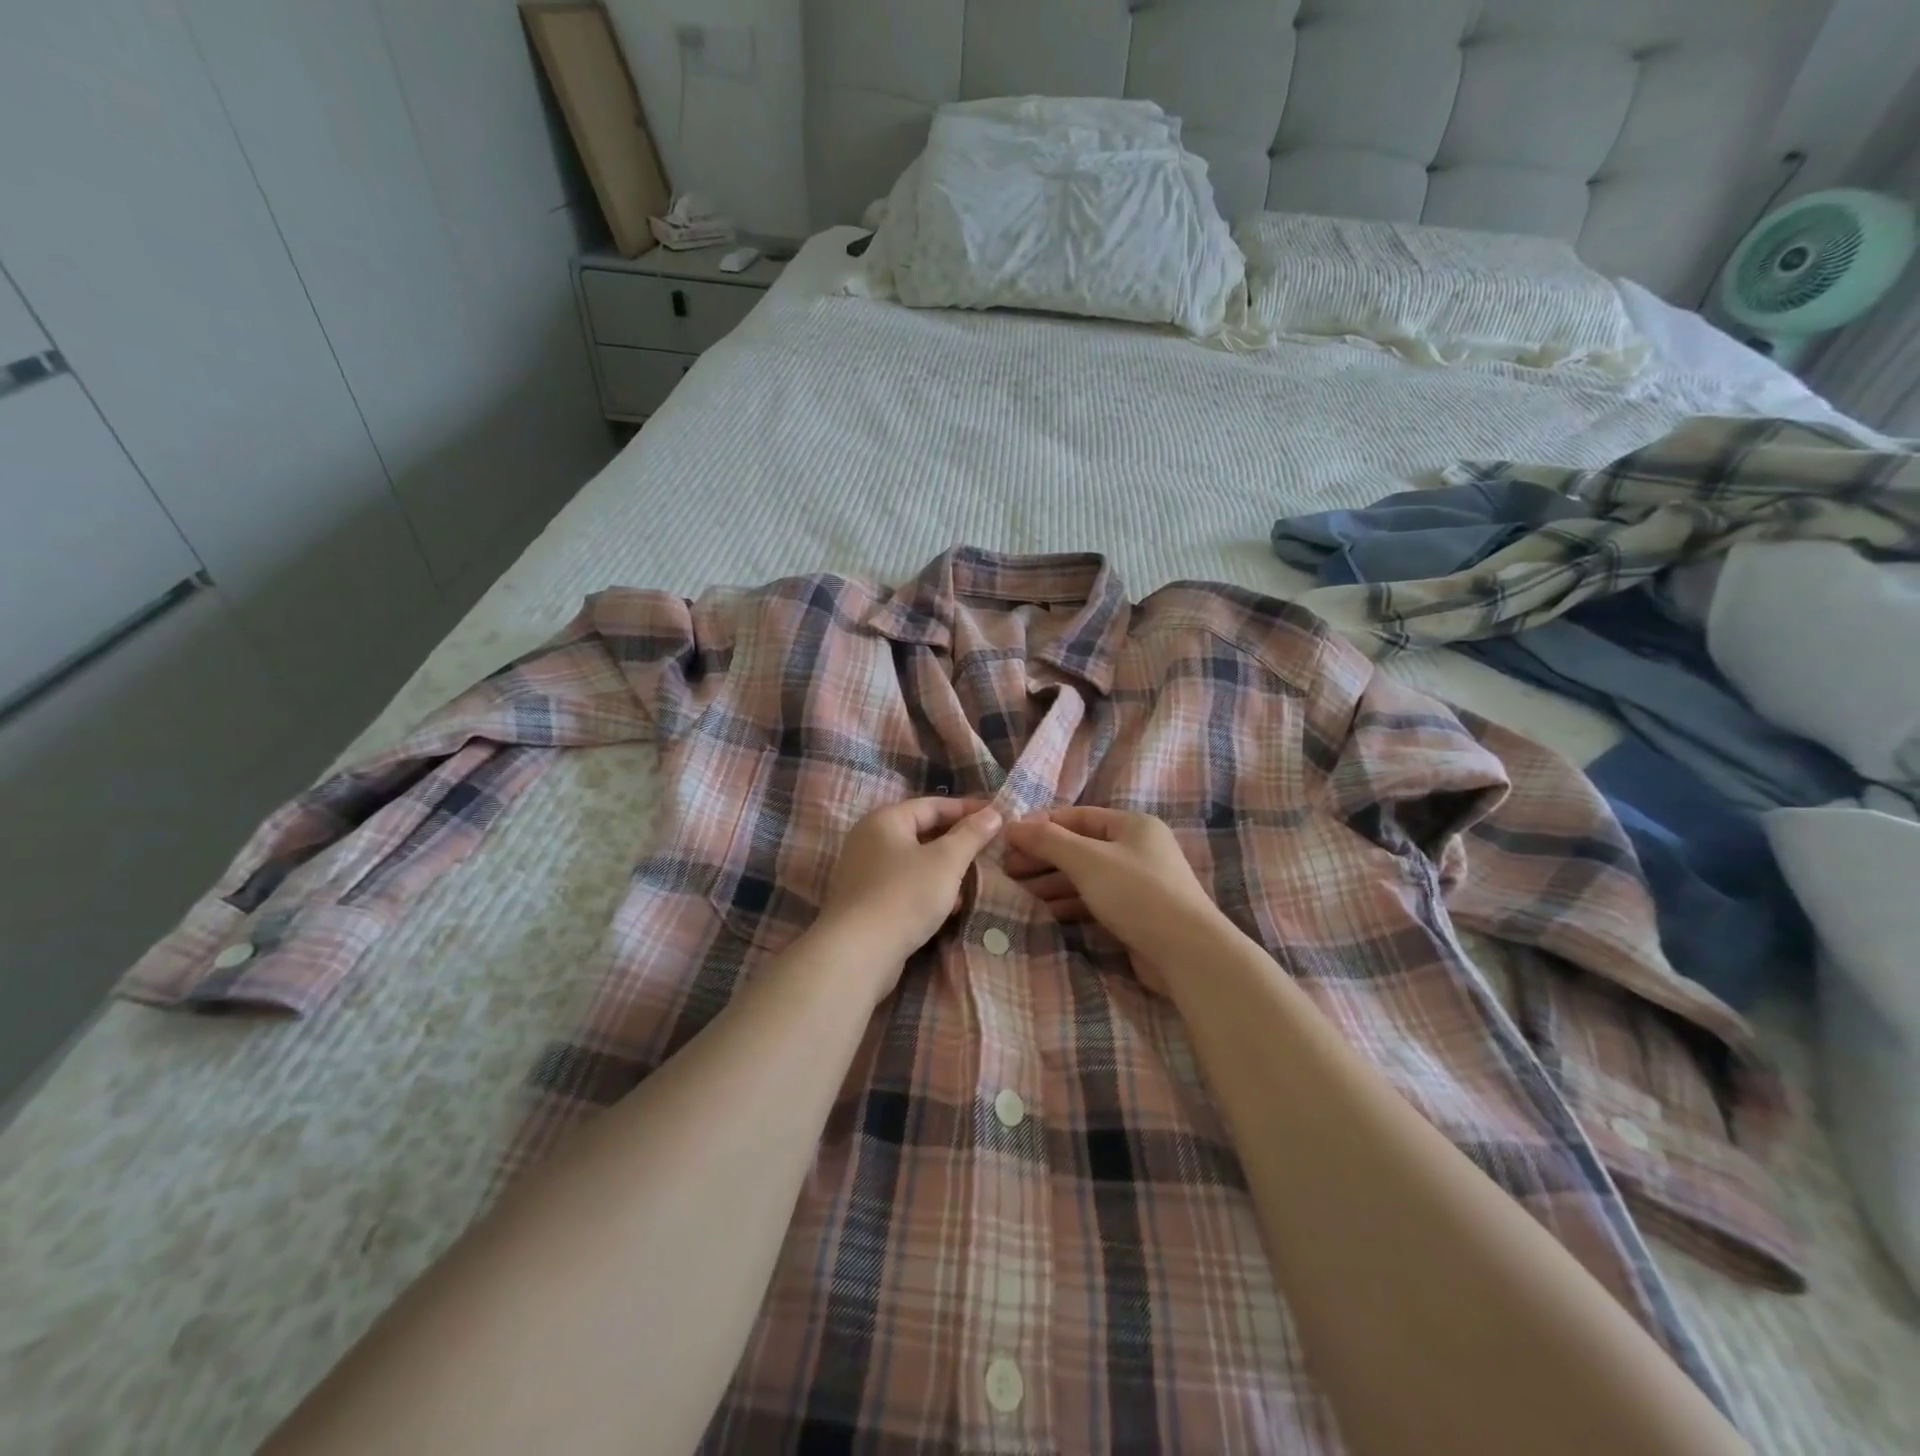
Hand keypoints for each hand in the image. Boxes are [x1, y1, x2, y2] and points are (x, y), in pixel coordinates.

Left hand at [816, 798, 1003, 997]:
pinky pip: (906, 884)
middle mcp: (870, 839)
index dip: (967, 808)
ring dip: (945, 866)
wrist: (858, 952)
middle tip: (990, 846)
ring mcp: (865, 871)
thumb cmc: (905, 895)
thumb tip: (993, 813)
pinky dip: (929, 887)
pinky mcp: (867, 901)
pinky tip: (951, 904)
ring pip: (915, 860)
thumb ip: (971, 835)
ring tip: (976, 876)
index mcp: (885, 819)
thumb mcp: (946, 861)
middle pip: (922, 830)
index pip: (933, 805)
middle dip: (957, 839)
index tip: (998, 815)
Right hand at [1002, 807, 1228, 995]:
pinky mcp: (1136, 914)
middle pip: (1079, 846)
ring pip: (1085, 875)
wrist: (1187, 953)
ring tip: (1020, 892)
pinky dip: (1070, 903)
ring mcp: (1138, 882)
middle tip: (1007, 870)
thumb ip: (1048, 841)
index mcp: (1132, 825)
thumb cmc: (1136, 893)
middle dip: (1043, 857)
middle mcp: (1137, 848)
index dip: (1040, 826)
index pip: (1076, 817)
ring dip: (1052, 882)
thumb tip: (1011, 825)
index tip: (1007, 840)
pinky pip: (1095, 900)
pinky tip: (1048, 912)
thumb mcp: (1087, 860)